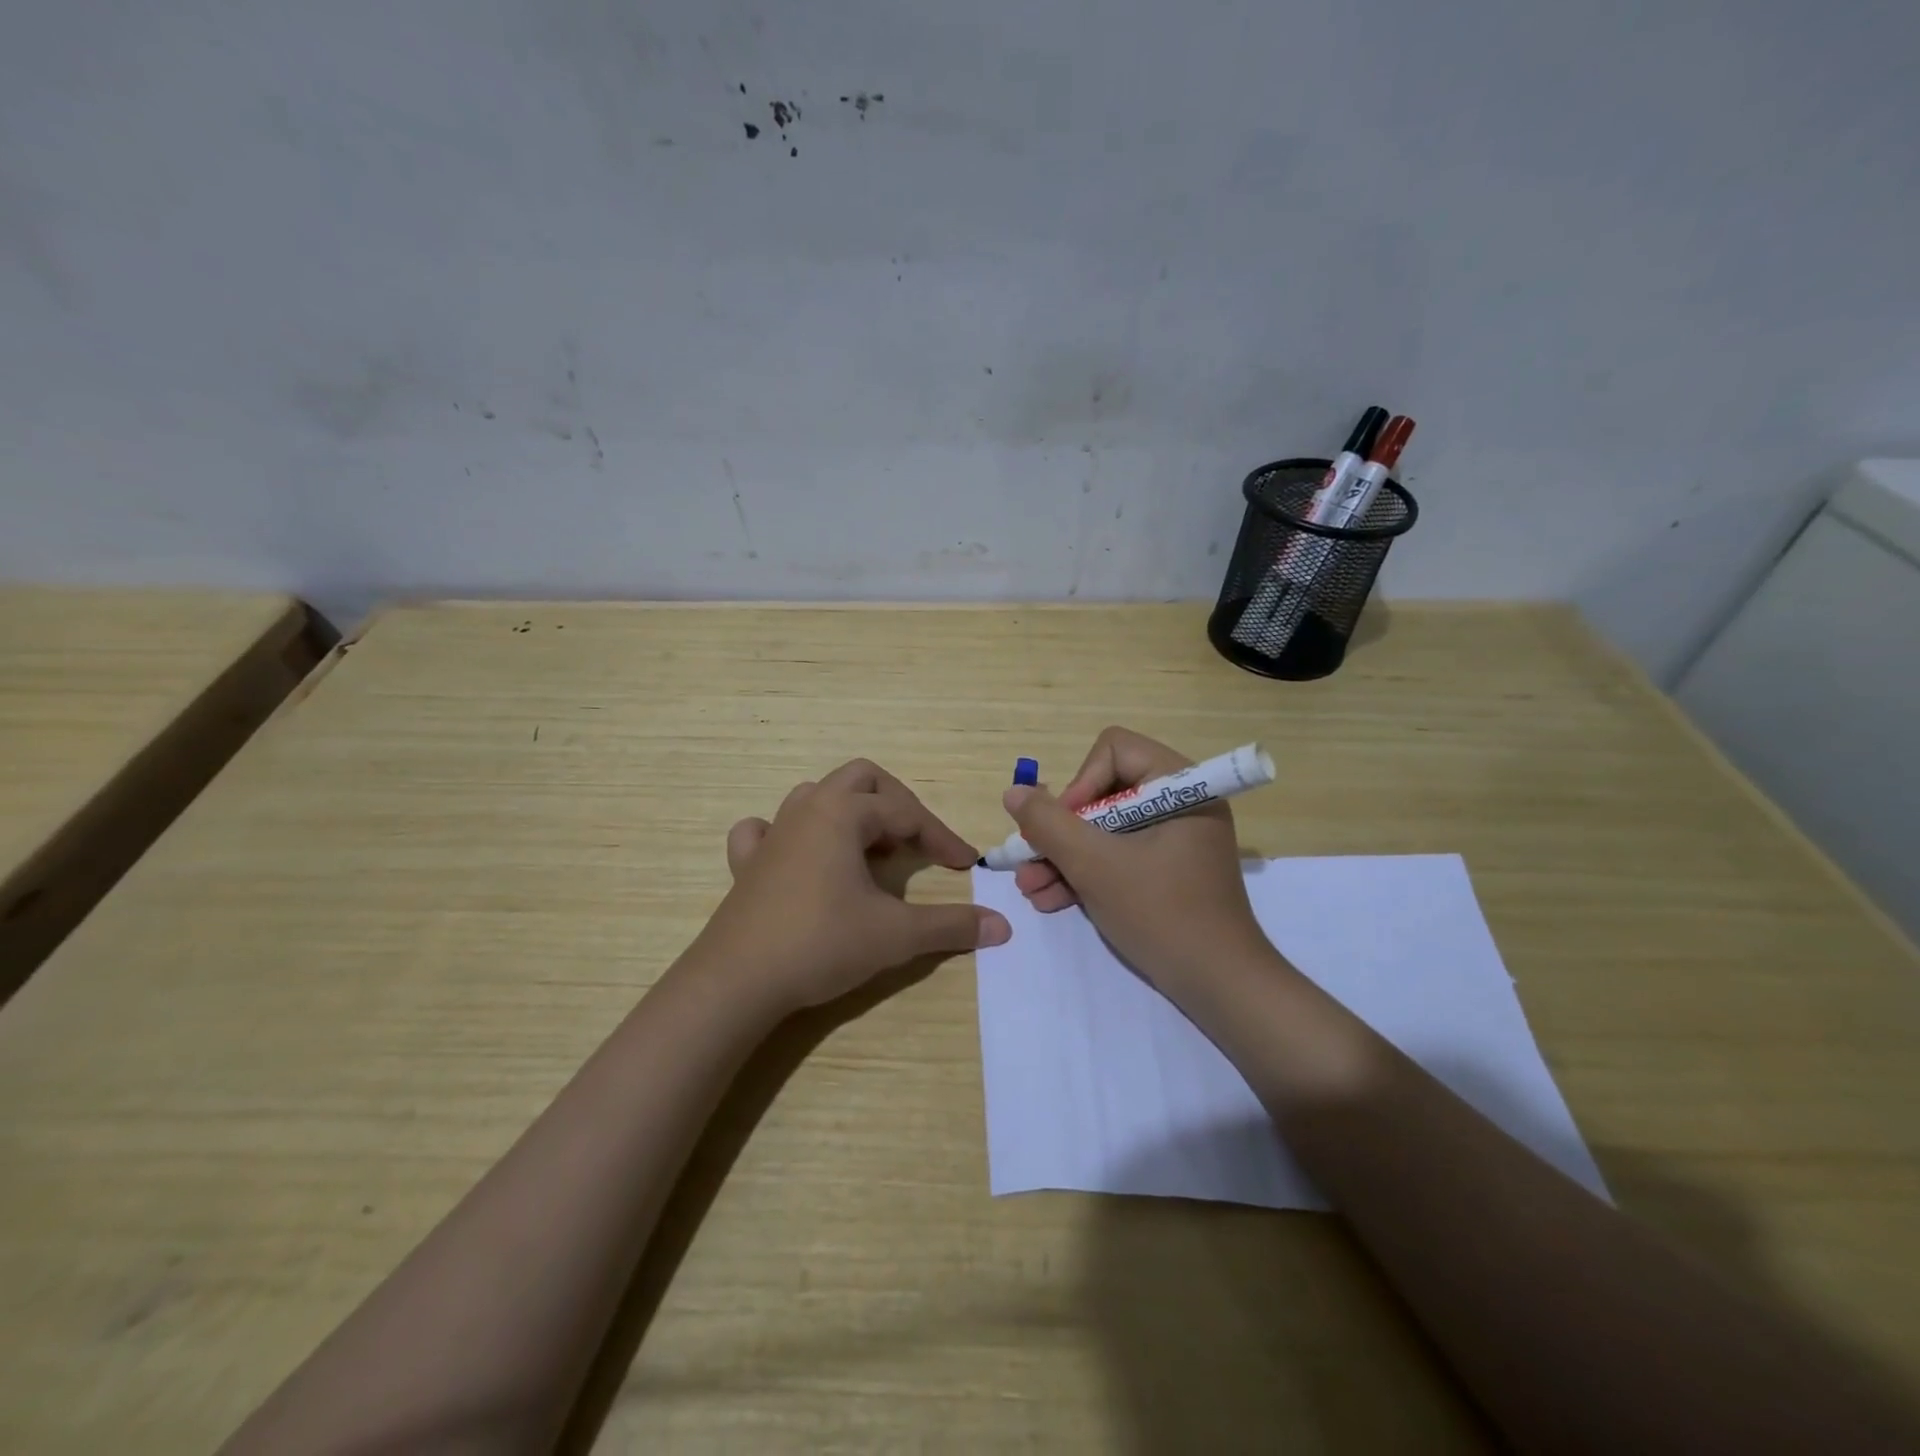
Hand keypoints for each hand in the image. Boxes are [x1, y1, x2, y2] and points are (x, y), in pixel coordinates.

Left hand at [700, 759, 1011, 1011]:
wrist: (738, 981)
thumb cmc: (821, 943)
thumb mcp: (895, 935)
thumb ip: (950, 926)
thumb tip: (1002, 925)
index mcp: (843, 814)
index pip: (907, 813)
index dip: (942, 837)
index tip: (966, 866)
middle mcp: (806, 810)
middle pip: (861, 780)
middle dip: (896, 804)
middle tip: (916, 841)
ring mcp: (772, 834)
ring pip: (816, 797)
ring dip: (850, 814)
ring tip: (869, 850)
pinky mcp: (746, 864)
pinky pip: (765, 830)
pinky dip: (788, 834)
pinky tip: (800, 857)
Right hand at [1005, 726, 1270, 993]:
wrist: (1219, 987)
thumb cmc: (1162, 913)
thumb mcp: (1096, 865)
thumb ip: (1049, 824)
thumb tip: (1014, 793)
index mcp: (1180, 786)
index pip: (1114, 750)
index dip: (1080, 783)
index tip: (1063, 826)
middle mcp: (1179, 803)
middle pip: (1103, 792)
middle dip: (1061, 831)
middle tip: (1030, 860)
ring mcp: (1173, 839)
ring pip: (1104, 829)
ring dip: (1064, 856)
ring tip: (1030, 889)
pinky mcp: (1165, 871)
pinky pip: (1117, 856)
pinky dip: (1085, 874)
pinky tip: (1050, 899)